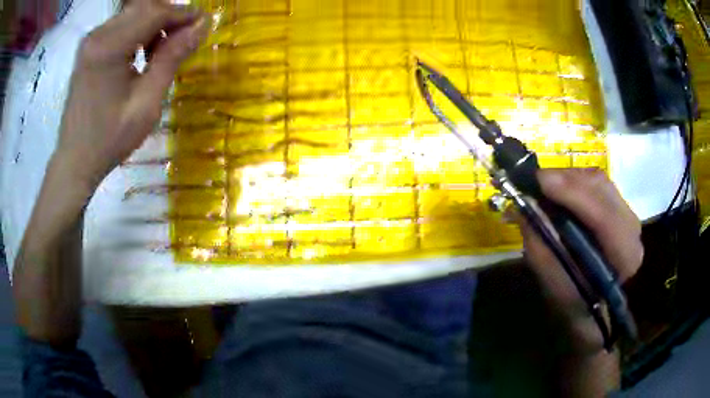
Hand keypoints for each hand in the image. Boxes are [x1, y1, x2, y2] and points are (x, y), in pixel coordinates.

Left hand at [54, 0, 207, 189]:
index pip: (155, 12)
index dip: (183, 14)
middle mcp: (98, 35)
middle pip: (144, 7)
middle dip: (169, 16)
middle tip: (185, 37)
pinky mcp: (88, 49)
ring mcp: (91, 41)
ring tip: (163, 49)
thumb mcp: (146, 103)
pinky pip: (120, 26)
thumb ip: (172, 58)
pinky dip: (138, 31)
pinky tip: (143, 52)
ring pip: (133, 14)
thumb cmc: (110, 139)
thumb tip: (201, 25)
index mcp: (109, 47)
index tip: (203, 22)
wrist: (75, 161)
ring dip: (153, 23)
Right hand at [519, 169, 643, 352]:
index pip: (603, 217)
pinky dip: (572, 181)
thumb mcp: (557, 289)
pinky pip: (595, 183)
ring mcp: (627, 213)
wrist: (596, 309)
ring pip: (597, 180)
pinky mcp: (618, 205)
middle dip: (565, 180)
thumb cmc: (577, 308)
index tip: (538, 182)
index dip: (572, 194)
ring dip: (567, 178)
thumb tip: (523, 209)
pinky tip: (557, 189)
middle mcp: (632, 228)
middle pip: (601, 188)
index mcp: (625, 257)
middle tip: (532, 181)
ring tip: (541, 185)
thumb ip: (544, 252)